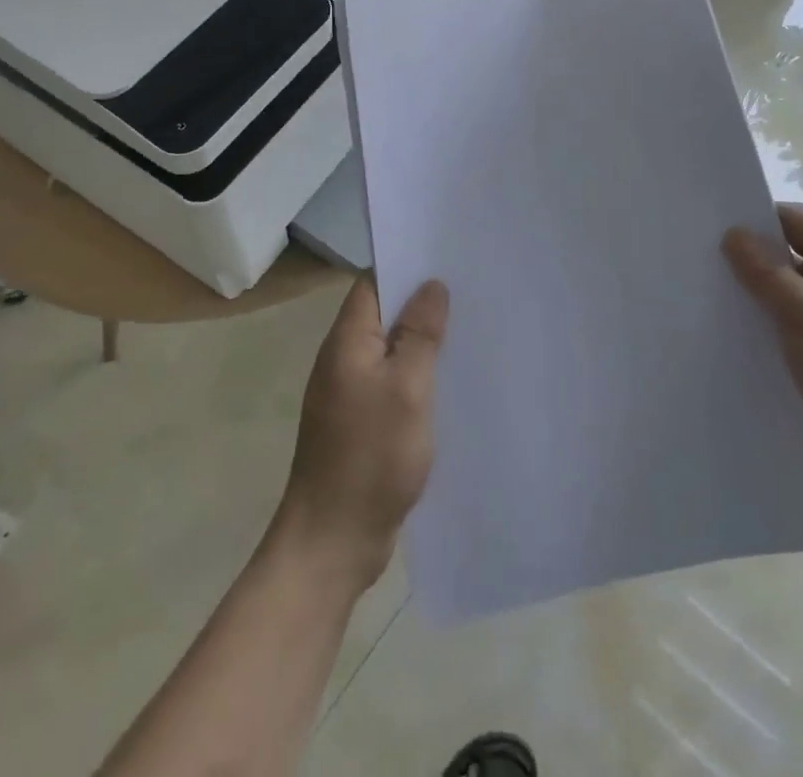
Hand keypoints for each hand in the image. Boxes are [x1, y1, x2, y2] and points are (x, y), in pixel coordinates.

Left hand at [271, 276, 448, 591]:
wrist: (333, 541)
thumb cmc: (370, 456)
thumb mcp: (407, 388)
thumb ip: (419, 334)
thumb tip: (431, 284)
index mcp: (347, 341)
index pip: (372, 284)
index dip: (406, 268)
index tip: (447, 261)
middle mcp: (343, 359)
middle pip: (383, 315)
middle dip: (421, 304)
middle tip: (470, 294)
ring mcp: (349, 393)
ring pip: (390, 351)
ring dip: (421, 341)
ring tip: (468, 330)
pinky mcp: (360, 423)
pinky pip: (391, 383)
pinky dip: (417, 376)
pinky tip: (449, 382)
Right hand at [723, 203, 802, 508]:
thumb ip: (766, 273)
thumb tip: (734, 233)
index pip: (795, 221)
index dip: (755, 219)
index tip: (711, 228)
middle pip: (794, 259)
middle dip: (752, 263)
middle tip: (702, 268)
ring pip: (796, 300)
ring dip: (763, 303)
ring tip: (714, 308)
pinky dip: (778, 336)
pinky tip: (747, 348)